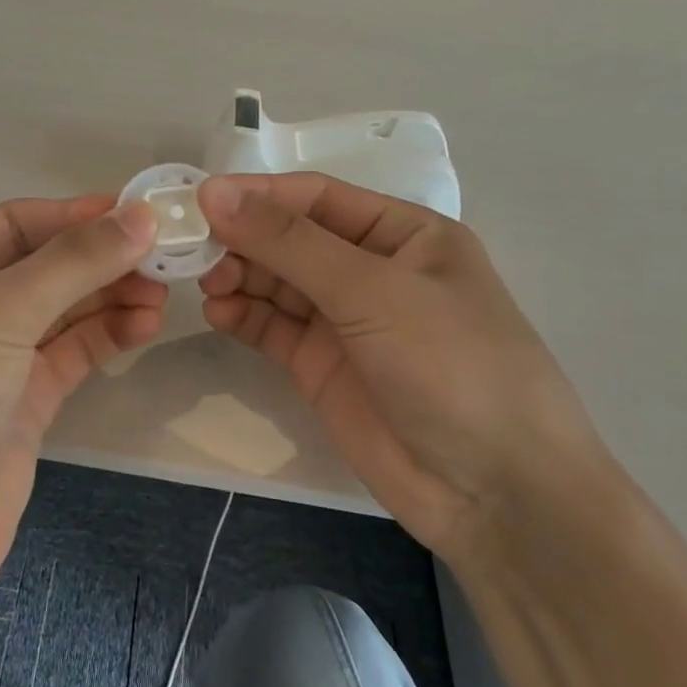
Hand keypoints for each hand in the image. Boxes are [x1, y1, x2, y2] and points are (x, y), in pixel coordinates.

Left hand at [0, 195, 163, 600]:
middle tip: (166, 256)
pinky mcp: (21, 402)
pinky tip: (144, 325)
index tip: (143, 212)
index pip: (16, 222)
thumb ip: (71, 263)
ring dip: (110, 296)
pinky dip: (106, 335)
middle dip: (101, 258)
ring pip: (63, 309)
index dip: (78, 214)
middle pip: (44, 264)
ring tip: (162, 292)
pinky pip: (70, 353)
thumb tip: (141, 215)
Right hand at [197, 173, 614, 555]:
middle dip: (243, 239)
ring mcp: (344, 321)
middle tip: (192, 249)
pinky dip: (242, 316)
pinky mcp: (320, 366)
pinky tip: (218, 313)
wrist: (493, 492)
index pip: (316, 198)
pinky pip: (271, 327)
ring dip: (238, 276)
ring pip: (275, 282)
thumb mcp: (373, 291)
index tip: (199, 199)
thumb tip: (214, 193)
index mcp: (403, 234)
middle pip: (289, 239)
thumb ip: (290, 242)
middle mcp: (371, 270)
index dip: (257, 194)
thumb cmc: (451, 366)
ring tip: (206, 283)